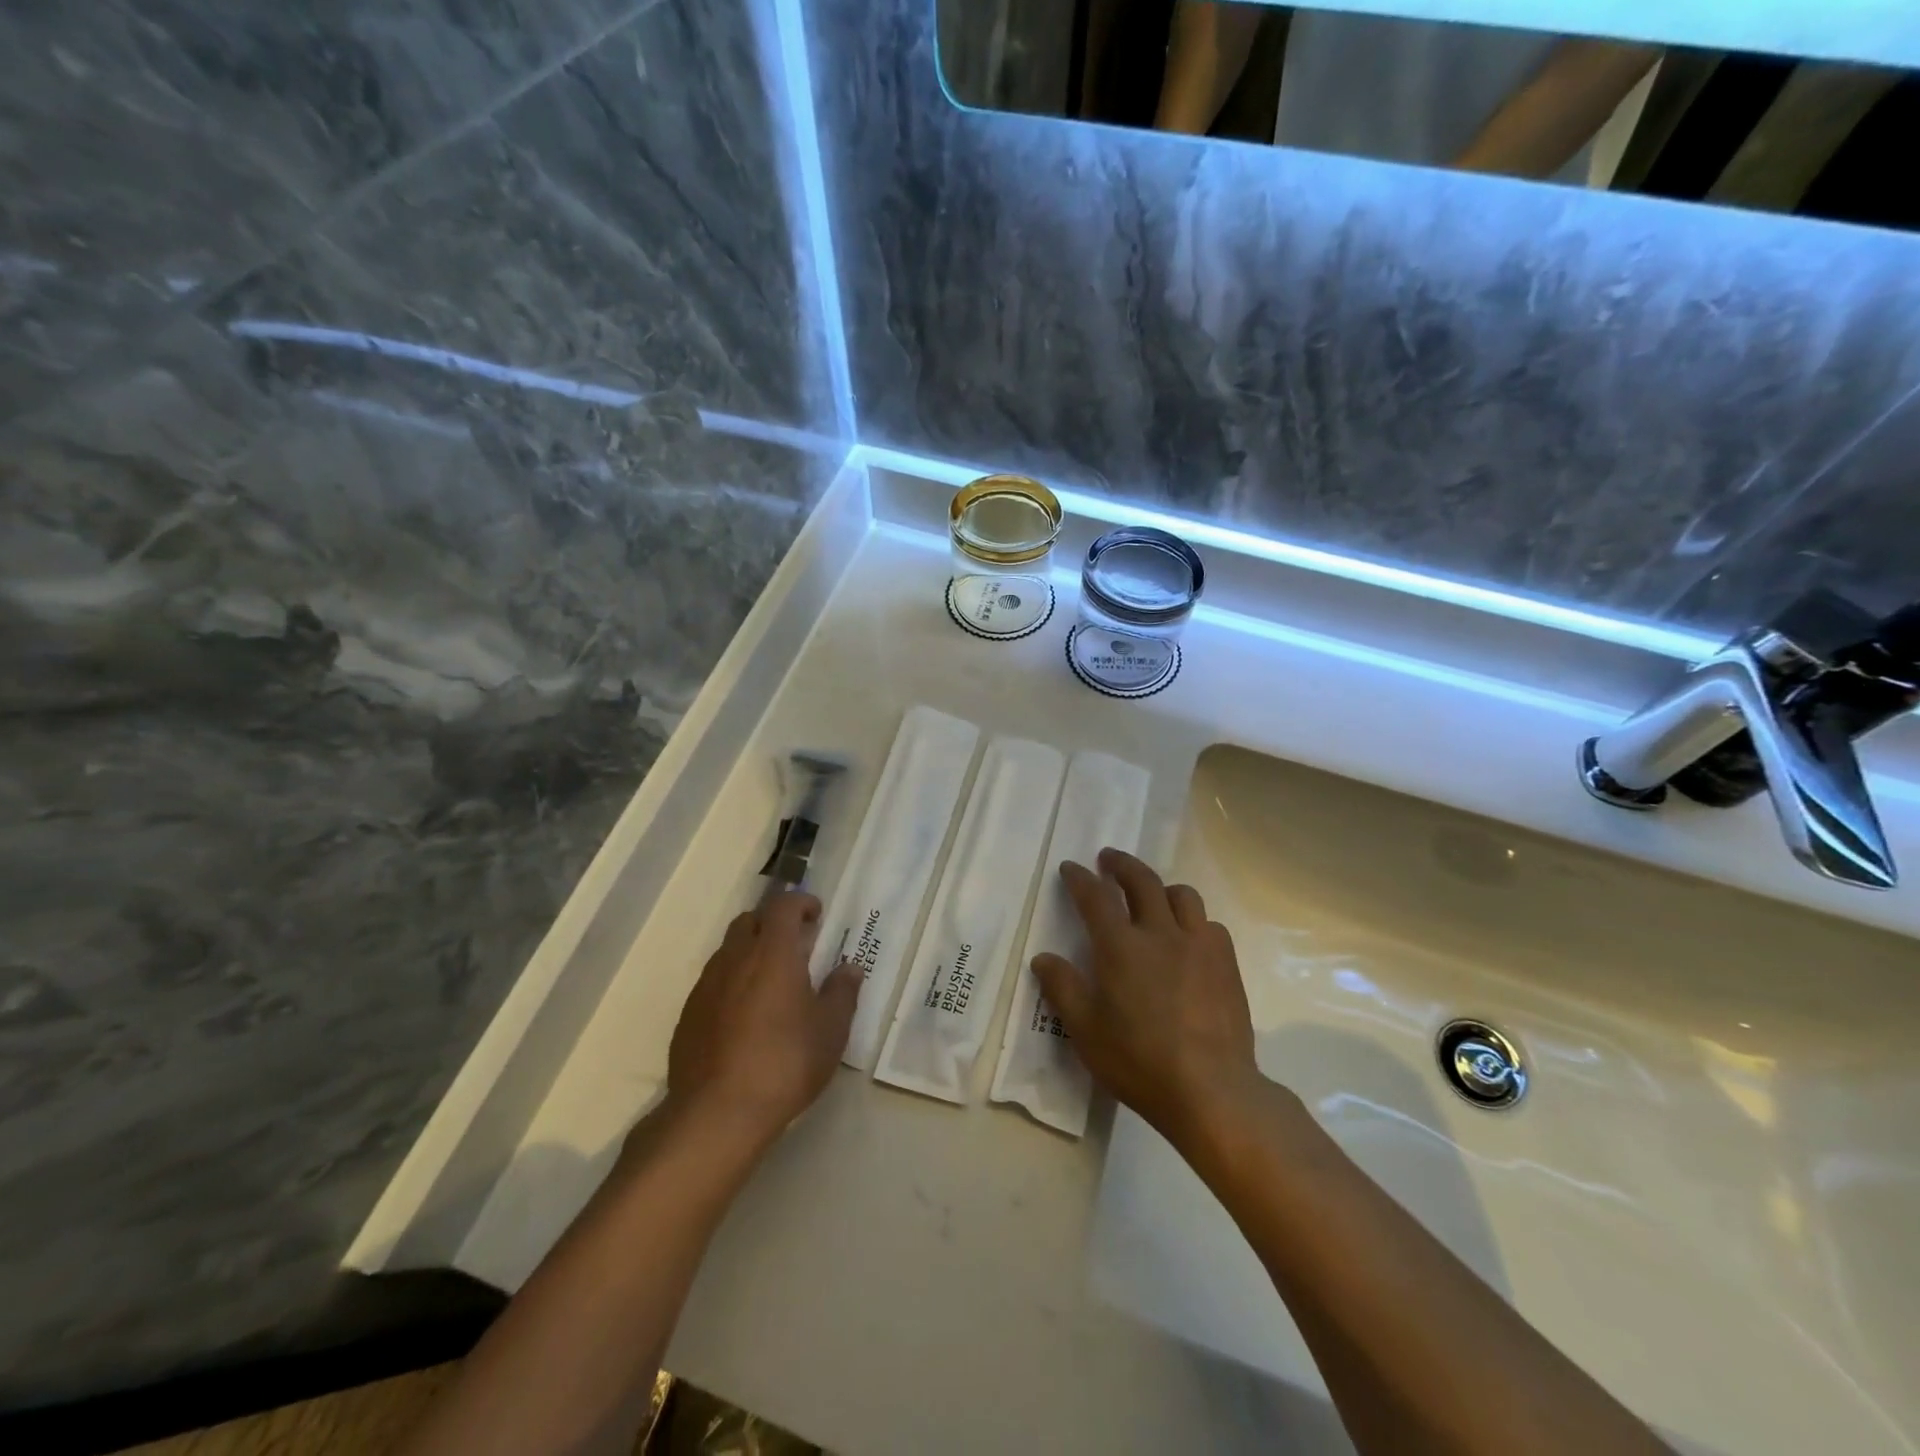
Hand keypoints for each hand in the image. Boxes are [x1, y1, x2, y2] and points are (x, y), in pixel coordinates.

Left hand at [666, 892, 861, 1147]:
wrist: (717, 1113)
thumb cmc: (785, 1063)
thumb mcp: (831, 1030)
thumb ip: (842, 992)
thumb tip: (849, 968)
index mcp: (773, 952)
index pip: (783, 905)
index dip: (800, 903)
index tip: (816, 915)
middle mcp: (735, 958)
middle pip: (749, 921)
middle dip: (772, 924)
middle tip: (795, 946)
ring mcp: (706, 986)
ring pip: (728, 951)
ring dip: (749, 953)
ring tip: (770, 983)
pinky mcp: (688, 1015)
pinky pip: (712, 983)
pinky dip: (731, 983)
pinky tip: (744, 1017)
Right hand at [1032, 849, 1264, 1149]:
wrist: (1212, 1090)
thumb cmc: (1139, 1061)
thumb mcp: (1085, 1030)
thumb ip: (1062, 988)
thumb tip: (1043, 957)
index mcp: (1121, 946)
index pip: (1095, 897)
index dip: (1080, 878)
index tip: (1070, 867)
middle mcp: (1160, 933)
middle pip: (1142, 880)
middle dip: (1122, 864)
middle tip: (1108, 859)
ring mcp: (1199, 945)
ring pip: (1182, 895)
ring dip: (1161, 887)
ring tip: (1153, 895)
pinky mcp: (1226, 963)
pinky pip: (1209, 924)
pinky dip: (1193, 920)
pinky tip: (1189, 938)